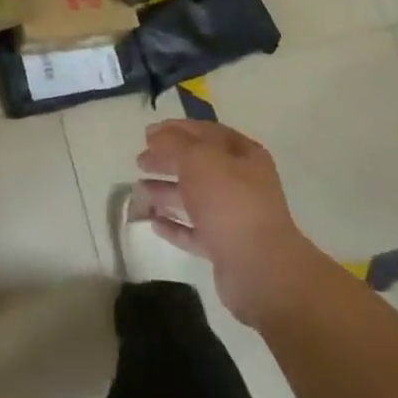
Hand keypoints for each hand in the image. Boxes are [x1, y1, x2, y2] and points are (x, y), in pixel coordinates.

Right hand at [133, 119, 320, 325]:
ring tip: (138, 192)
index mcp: (243, 155)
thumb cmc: (229, 201)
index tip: (147, 134)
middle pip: (198, 165)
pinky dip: (174, 225)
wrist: (259, 268)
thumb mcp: (198, 159)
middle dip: (167, 161)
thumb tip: (155, 135)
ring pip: (193, 198)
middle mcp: (242, 183)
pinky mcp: (225, 247)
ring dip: (165, 192)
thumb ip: (173, 142)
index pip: (206, 132)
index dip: (176, 129)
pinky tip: (153, 222)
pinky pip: (194, 230)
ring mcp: (234, 216)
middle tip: (139, 161)